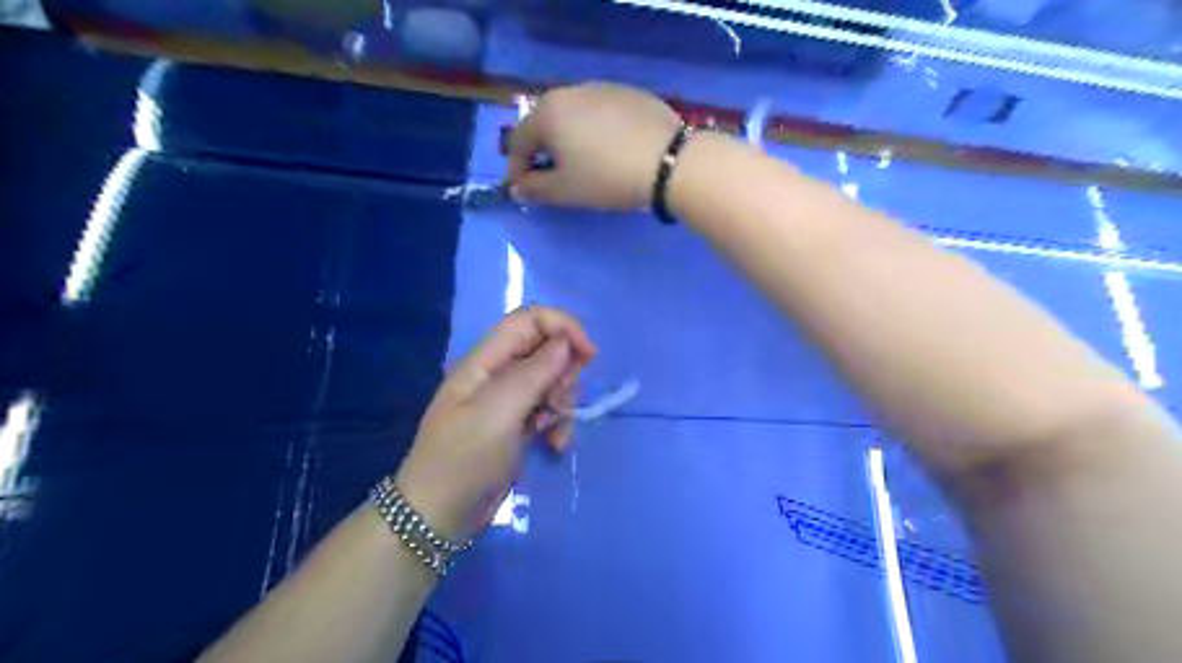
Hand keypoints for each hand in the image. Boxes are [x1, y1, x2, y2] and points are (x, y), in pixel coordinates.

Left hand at [396, 307, 599, 541]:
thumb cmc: (465, 458)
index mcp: (486, 360)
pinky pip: (549, 410)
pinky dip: (558, 424)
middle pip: (546, 350)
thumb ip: (535, 372)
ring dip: (563, 404)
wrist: (439, 515)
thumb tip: (566, 341)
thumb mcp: (500, 411)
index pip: (529, 319)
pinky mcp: (517, 424)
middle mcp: (498, 373)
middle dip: (564, 373)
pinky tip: (554, 445)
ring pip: (552, 381)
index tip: (589, 355)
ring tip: (553, 431)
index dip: (563, 327)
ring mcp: (508, 401)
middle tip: (558, 403)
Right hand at [508, 80, 684, 206]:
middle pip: (544, 123)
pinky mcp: (628, 93)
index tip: (527, 191)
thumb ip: (533, 189)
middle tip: (553, 177)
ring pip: (572, 115)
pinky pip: (599, 112)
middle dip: (542, 152)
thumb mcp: (564, 191)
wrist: (668, 161)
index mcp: (547, 113)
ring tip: (583, 163)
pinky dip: (595, 130)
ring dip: (568, 139)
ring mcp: (601, 88)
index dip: (517, 169)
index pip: (517, 141)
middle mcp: (569, 92)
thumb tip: (517, 187)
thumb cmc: (606, 178)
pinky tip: (611, 149)